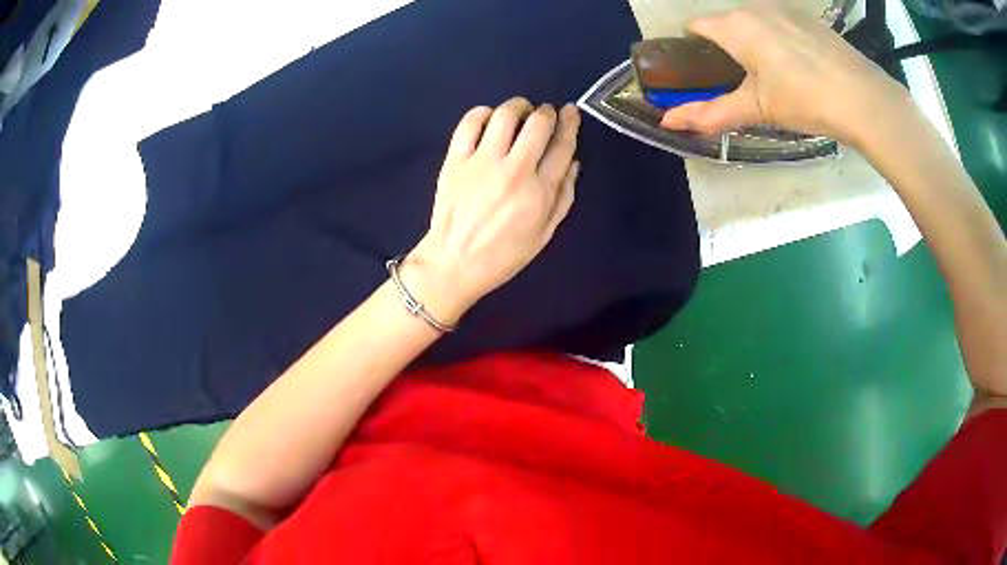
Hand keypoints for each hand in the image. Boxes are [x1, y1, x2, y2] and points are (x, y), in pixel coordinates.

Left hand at [401, 98, 580, 324]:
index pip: (562, 146)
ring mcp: (482, 162)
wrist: (454, 263)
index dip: (570, 123)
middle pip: (538, 124)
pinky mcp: (456, 160)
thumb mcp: (544, 234)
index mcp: (539, 191)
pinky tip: (489, 118)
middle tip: (545, 113)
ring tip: (520, 111)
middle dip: (547, 112)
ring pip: (505, 116)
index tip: (570, 111)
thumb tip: (574, 163)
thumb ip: (563, 197)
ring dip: (518, 106)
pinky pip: (469, 123)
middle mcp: (514, 170)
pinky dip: (483, 113)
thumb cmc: (503, 255)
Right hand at [660, 3, 910, 146]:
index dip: (695, 50)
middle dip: (726, 48)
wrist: (865, 99)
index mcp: (735, 25)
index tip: (708, 74)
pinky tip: (800, 65)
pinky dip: (778, 38)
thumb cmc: (806, 100)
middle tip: (746, 82)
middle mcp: (754, 6)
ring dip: (753, 42)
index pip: (695, 26)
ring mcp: (783, 8)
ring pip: (753, 21)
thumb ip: (711, 114)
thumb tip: (668, 123)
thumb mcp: (758, 109)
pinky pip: (778, 21)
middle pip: (725, 23)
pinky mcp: (806, 16)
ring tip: (777, 75)